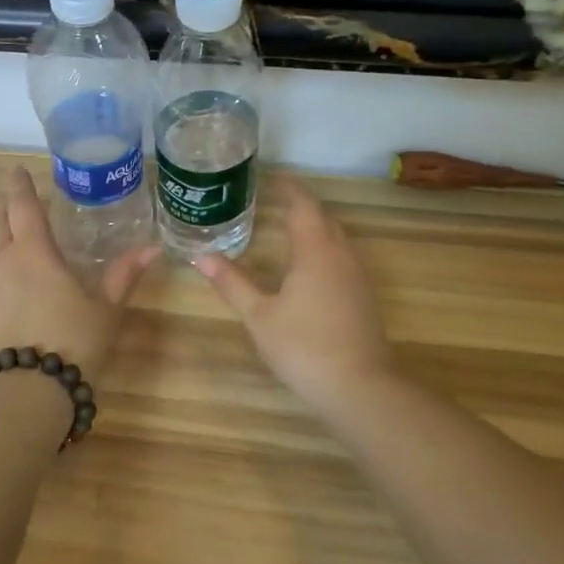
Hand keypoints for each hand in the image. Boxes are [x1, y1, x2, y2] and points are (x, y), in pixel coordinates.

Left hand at [0, 168, 157, 378]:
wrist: (23, 393)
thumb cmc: (71, 344)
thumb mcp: (104, 310)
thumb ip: (123, 276)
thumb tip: (153, 249)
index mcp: (32, 252)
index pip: (22, 205)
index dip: (20, 185)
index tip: (18, 170)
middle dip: (2, 204)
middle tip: (11, 195)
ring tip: (1, 229)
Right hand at [195, 175, 394, 410]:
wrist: (359, 388)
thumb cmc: (303, 346)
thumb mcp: (259, 315)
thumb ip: (232, 282)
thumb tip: (200, 255)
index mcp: (315, 251)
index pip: (303, 206)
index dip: (289, 188)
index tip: (272, 175)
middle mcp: (341, 255)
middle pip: (323, 218)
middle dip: (302, 205)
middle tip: (274, 198)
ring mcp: (357, 276)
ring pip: (336, 238)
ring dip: (315, 226)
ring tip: (288, 225)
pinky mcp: (363, 296)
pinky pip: (343, 256)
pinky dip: (324, 247)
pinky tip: (309, 265)